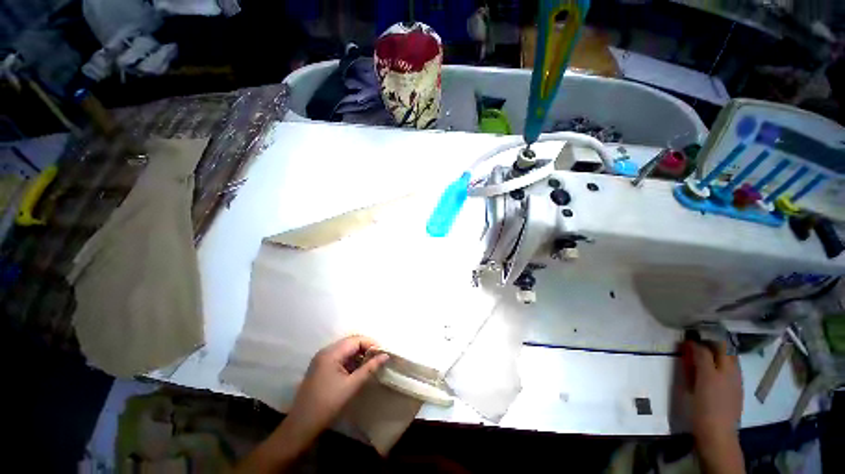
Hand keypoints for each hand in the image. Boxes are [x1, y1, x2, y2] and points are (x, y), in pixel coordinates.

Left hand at [287, 335, 388, 438]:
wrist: (301, 425)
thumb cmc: (327, 405)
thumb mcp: (351, 386)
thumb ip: (369, 368)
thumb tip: (385, 355)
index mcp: (331, 353)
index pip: (356, 340)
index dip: (371, 343)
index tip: (383, 353)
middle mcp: (326, 351)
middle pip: (350, 342)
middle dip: (366, 347)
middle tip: (379, 357)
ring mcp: (322, 359)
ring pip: (346, 349)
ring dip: (359, 354)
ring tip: (372, 363)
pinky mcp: (321, 366)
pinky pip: (340, 357)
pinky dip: (351, 360)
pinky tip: (359, 368)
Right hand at [681, 340, 744, 472]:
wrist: (717, 434)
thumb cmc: (707, 404)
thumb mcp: (703, 378)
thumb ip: (701, 358)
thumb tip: (693, 343)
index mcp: (728, 367)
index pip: (719, 345)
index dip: (704, 339)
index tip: (688, 338)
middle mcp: (733, 372)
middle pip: (724, 353)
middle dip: (709, 346)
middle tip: (691, 347)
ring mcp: (733, 385)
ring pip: (724, 363)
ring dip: (712, 358)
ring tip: (695, 360)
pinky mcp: (729, 395)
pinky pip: (723, 375)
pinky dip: (714, 369)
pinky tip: (704, 376)